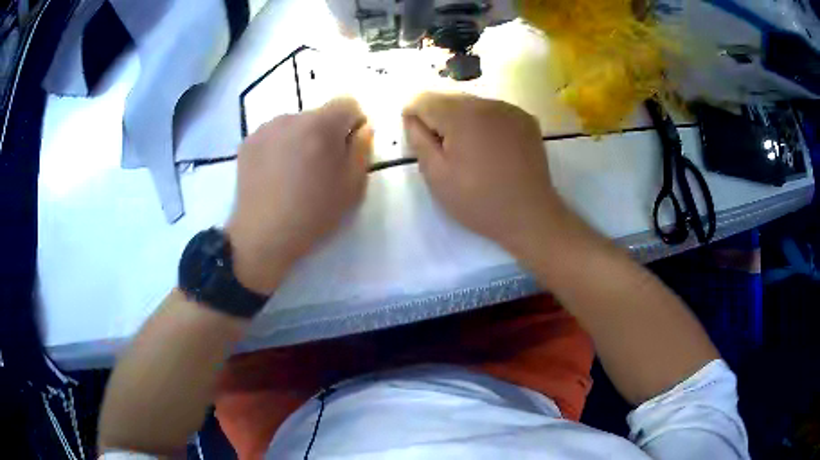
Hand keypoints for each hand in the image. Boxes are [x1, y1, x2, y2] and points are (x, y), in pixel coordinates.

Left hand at [227, 98, 372, 294]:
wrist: (262, 236)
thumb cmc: (313, 214)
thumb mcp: (353, 187)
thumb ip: (363, 149)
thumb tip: (363, 127)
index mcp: (321, 125)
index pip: (348, 102)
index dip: (354, 122)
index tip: (348, 148)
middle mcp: (291, 117)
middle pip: (319, 114)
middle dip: (325, 133)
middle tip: (320, 168)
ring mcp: (265, 129)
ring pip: (295, 124)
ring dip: (301, 139)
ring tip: (294, 174)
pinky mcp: (247, 142)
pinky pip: (273, 135)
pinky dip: (279, 147)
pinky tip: (274, 175)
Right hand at [403, 93, 566, 254]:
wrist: (530, 216)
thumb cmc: (479, 201)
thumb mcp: (437, 176)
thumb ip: (418, 139)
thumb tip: (411, 116)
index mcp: (462, 115)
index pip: (424, 100)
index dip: (414, 118)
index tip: (420, 142)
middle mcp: (487, 102)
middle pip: (449, 99)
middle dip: (439, 119)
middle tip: (446, 153)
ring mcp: (510, 109)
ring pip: (472, 104)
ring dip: (462, 121)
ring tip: (471, 153)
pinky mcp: (526, 119)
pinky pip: (494, 112)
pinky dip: (485, 124)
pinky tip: (492, 150)